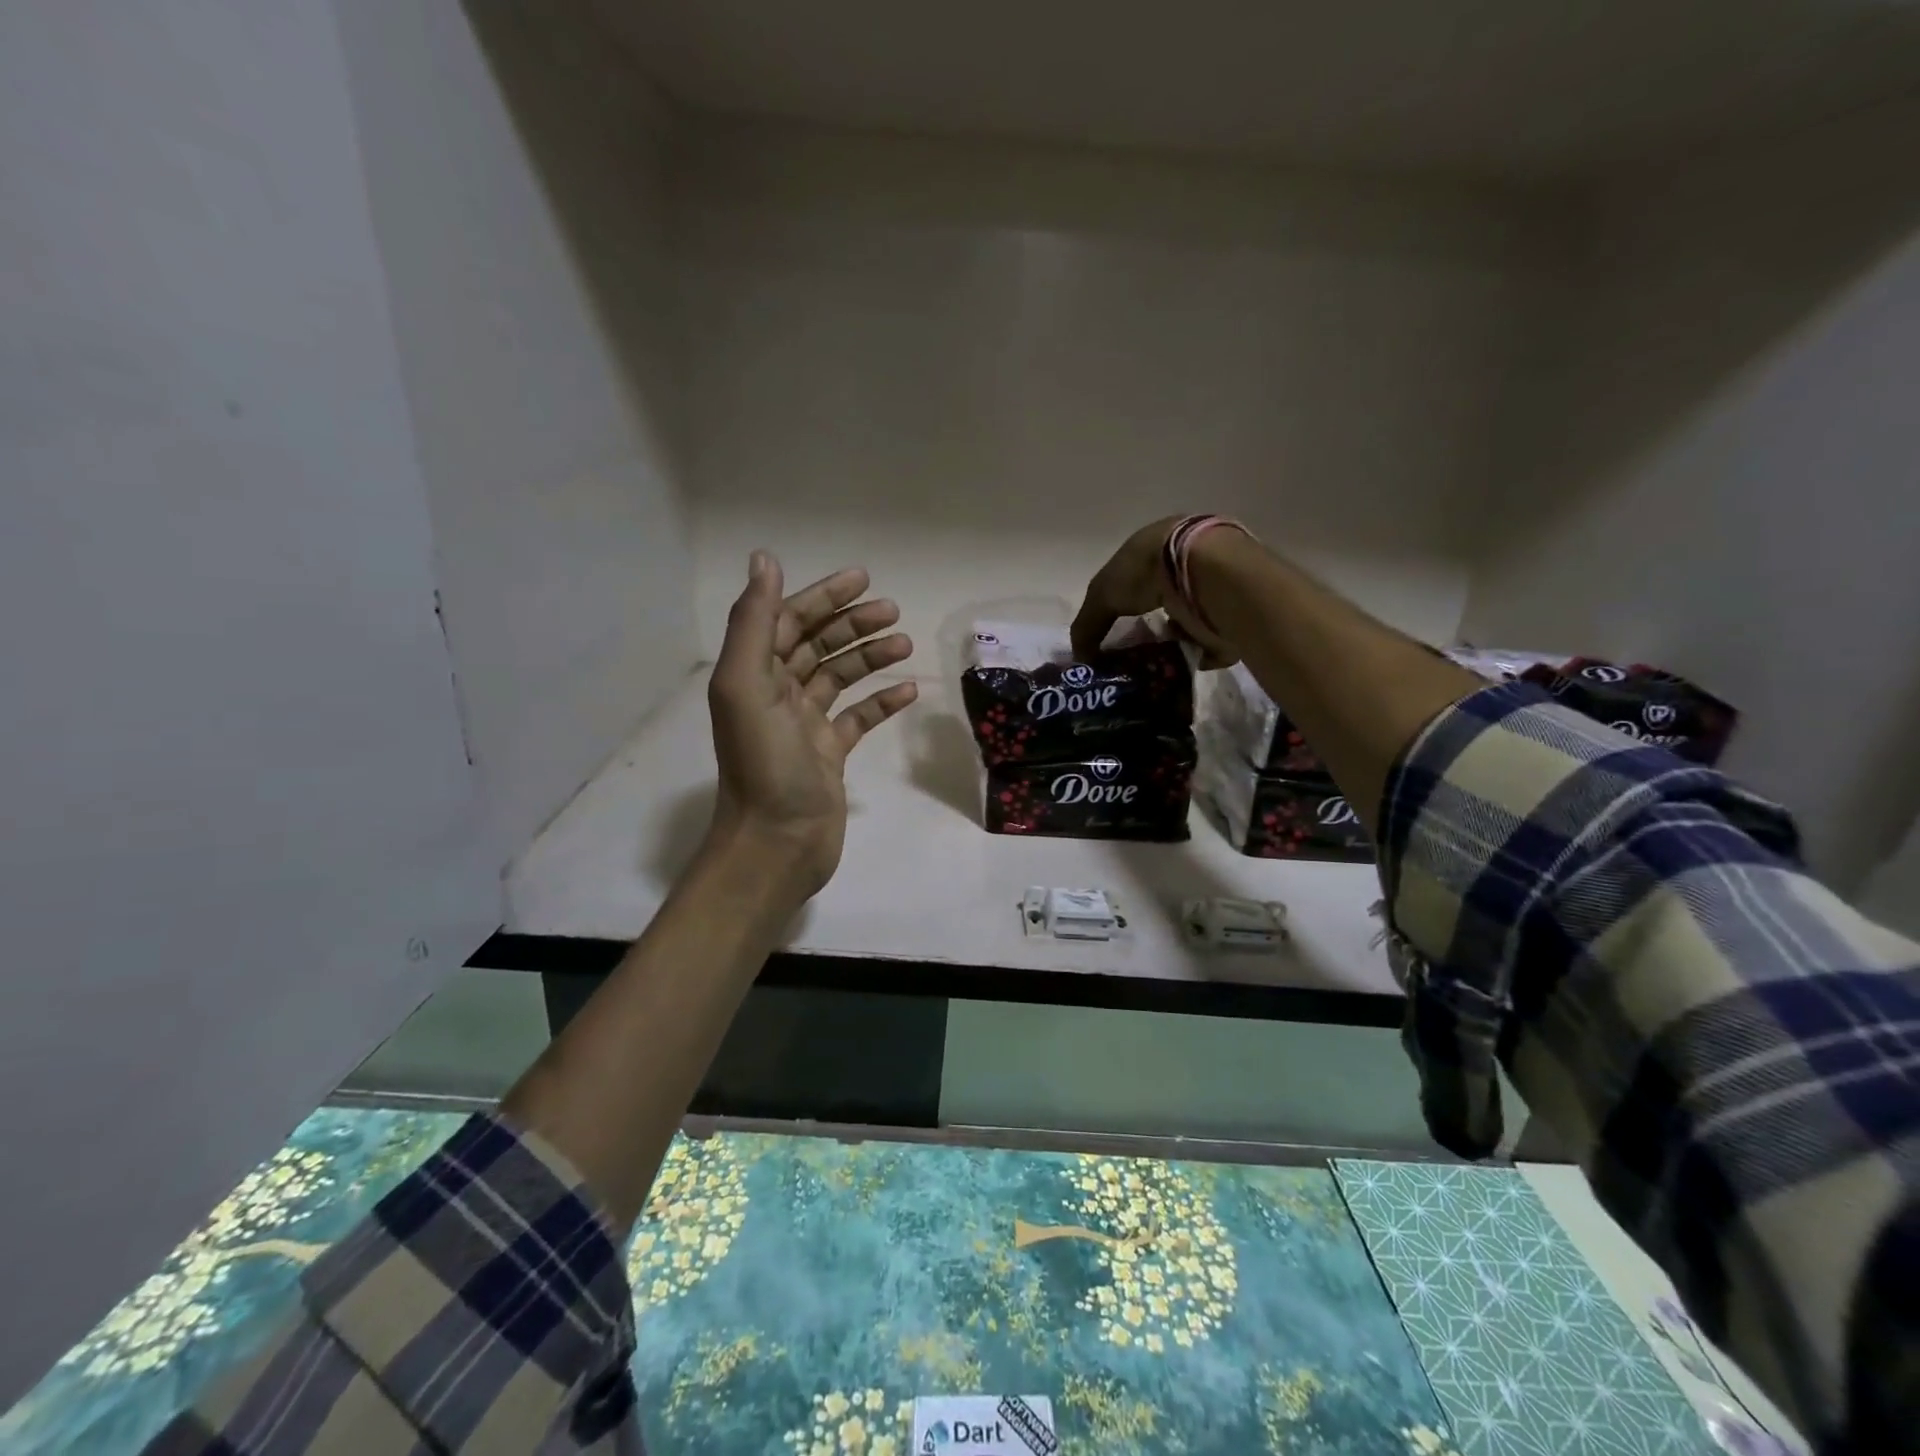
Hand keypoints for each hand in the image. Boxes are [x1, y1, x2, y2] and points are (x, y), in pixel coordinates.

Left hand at [705, 551, 917, 900]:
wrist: (777, 844)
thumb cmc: (763, 764)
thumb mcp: (748, 686)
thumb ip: (754, 622)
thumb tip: (764, 559)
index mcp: (753, 675)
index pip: (787, 621)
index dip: (822, 597)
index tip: (863, 580)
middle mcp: (776, 695)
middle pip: (816, 645)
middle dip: (853, 624)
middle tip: (893, 611)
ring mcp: (804, 726)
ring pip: (840, 678)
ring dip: (870, 657)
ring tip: (906, 644)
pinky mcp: (829, 755)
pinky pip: (858, 719)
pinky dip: (881, 702)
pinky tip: (909, 691)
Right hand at [1071, 516, 1239, 665]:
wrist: (1206, 572)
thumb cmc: (1146, 570)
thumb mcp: (1102, 595)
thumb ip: (1087, 626)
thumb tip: (1081, 658)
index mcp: (1155, 549)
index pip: (1135, 579)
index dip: (1123, 604)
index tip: (1114, 633)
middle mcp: (1184, 564)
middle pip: (1163, 602)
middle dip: (1149, 627)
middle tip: (1134, 655)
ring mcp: (1211, 587)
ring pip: (1188, 621)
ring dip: (1174, 641)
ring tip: (1157, 664)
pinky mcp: (1232, 613)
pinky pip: (1212, 641)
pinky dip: (1198, 654)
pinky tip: (1182, 665)